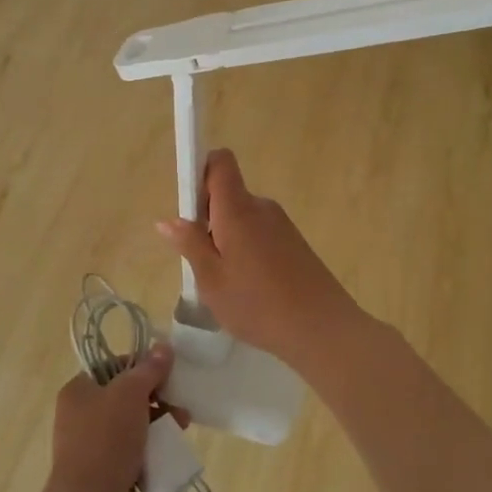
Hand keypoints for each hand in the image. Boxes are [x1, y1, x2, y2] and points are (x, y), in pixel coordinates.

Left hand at [40, 345, 174, 491]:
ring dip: (159, 422)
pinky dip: (151, 447)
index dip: (142, 365)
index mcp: (79, 389)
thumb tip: (164, 347)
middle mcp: (82, 414)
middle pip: (127, 395)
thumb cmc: (106, 440)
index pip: (114, 365)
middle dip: (157, 398)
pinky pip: (133, 450)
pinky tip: (169, 450)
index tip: (166, 373)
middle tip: (179, 405)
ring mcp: (92, 444)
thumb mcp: (130, 394)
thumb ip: (149, 369)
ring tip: (181, 427)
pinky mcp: (105, 470)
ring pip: (133, 423)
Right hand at [156, 149, 365, 367]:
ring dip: (227, 239)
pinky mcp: (294, 242)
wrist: (323, 329)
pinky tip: (250, 287)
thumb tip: (168, 220)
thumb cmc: (258, 304)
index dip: (200, 172)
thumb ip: (190, 245)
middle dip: (208, 218)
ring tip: (226, 282)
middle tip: (201, 261)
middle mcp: (261, 207)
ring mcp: (281, 224)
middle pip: (228, 194)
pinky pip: (259, 233)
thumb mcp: (212, 280)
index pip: (220, 162)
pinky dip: (247, 250)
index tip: (189, 207)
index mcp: (238, 209)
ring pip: (242, 218)